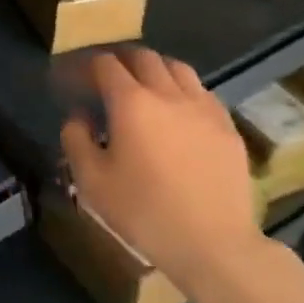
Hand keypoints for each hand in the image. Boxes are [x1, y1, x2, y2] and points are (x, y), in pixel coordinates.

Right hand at [59, 49, 269, 293]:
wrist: (214, 245)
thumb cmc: (144, 212)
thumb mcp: (92, 181)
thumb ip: (76, 140)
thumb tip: (78, 116)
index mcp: (131, 102)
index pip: (105, 64)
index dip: (86, 66)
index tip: (75, 79)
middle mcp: (168, 94)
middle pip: (143, 57)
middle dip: (121, 60)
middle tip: (107, 78)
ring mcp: (204, 108)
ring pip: (178, 68)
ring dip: (155, 69)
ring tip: (145, 86)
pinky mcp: (228, 127)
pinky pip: (203, 93)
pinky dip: (184, 91)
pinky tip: (179, 112)